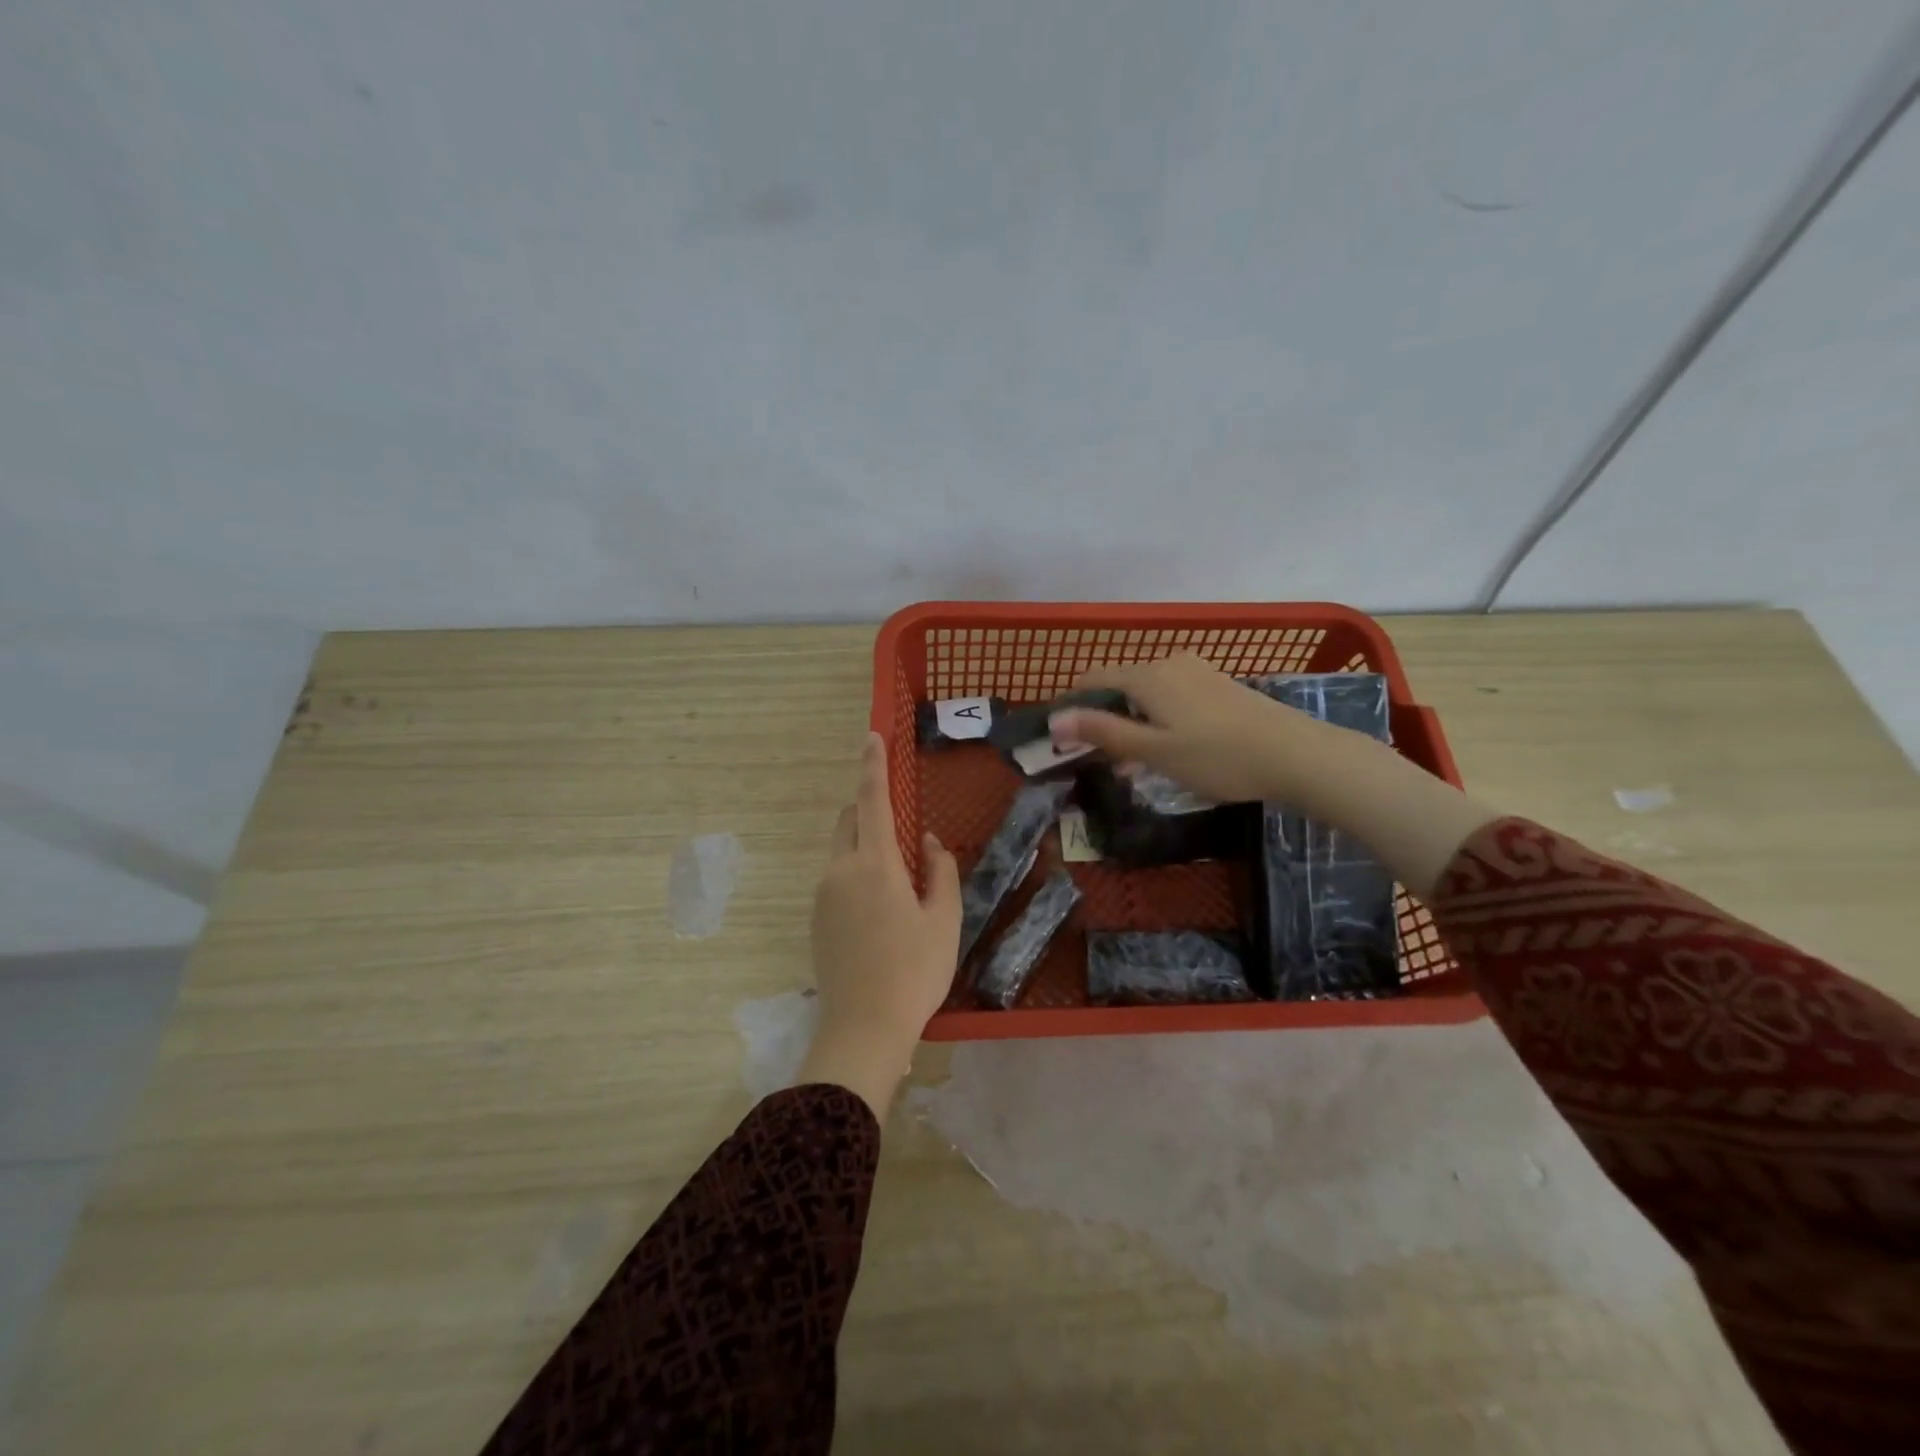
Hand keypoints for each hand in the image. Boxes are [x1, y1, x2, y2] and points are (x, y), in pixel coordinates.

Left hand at [798, 733, 960, 1117]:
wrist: (863, 1028)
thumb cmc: (914, 971)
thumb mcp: (944, 919)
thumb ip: (940, 870)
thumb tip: (925, 840)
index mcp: (875, 864)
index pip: (872, 800)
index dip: (873, 765)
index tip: (872, 736)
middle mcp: (840, 870)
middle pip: (849, 821)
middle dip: (868, 809)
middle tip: (900, 831)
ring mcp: (822, 895)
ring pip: (841, 851)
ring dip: (864, 846)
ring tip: (897, 884)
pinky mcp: (815, 918)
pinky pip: (835, 878)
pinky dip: (855, 874)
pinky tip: (879, 912)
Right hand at [1048, 652, 1330, 804]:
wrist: (1296, 754)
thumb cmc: (1216, 757)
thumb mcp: (1153, 750)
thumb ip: (1102, 732)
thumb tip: (1054, 719)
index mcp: (1146, 676)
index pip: (1092, 680)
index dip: (1071, 706)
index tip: (1062, 739)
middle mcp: (1168, 663)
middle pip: (1119, 685)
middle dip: (1102, 718)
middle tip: (1098, 760)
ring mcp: (1196, 671)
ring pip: (1146, 693)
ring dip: (1131, 722)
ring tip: (1132, 762)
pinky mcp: (1217, 684)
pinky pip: (1171, 696)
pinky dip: (1157, 718)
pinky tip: (1168, 748)